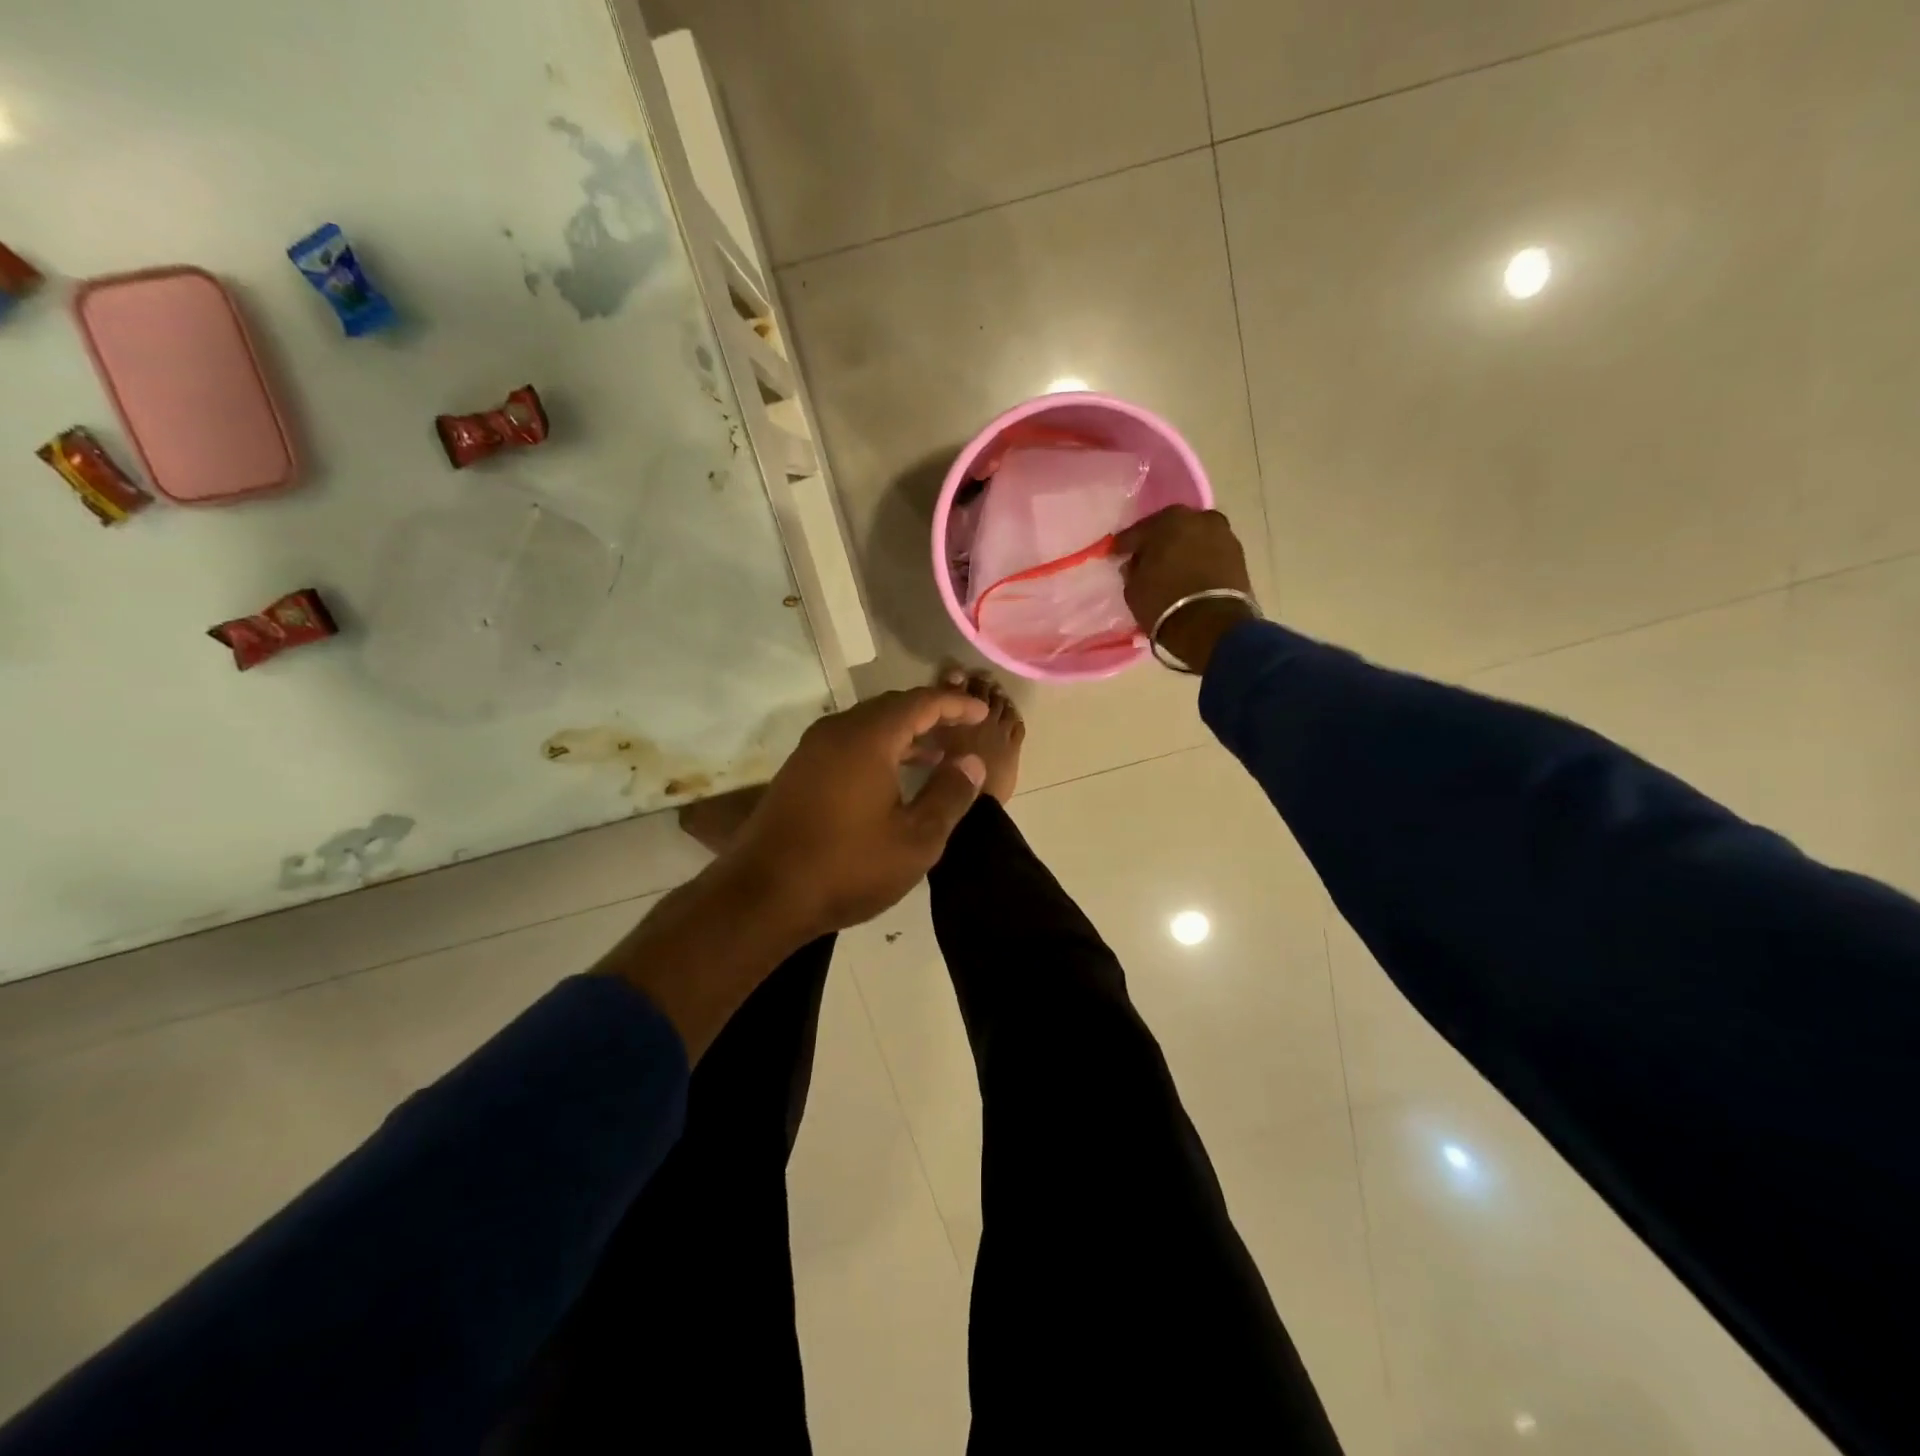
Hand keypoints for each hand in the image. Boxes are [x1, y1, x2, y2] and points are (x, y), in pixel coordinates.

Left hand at [731, 687, 989, 937]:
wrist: (762, 896)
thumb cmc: (847, 867)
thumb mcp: (915, 839)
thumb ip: (949, 795)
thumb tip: (971, 762)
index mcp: (868, 738)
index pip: (921, 702)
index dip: (956, 704)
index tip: (983, 712)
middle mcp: (837, 732)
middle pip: (892, 707)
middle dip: (930, 714)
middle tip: (962, 728)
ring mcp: (812, 751)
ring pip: (868, 726)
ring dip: (904, 734)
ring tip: (936, 756)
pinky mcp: (798, 772)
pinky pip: (848, 744)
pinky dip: (879, 749)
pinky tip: (893, 777)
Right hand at [1115, 506, 1258, 671]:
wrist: (1213, 626)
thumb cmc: (1165, 604)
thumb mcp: (1134, 590)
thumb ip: (1133, 570)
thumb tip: (1136, 564)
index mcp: (1167, 520)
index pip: (1137, 532)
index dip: (1124, 545)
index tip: (1115, 554)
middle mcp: (1197, 518)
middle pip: (1170, 528)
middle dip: (1157, 542)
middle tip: (1146, 558)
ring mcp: (1222, 534)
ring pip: (1193, 538)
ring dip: (1182, 549)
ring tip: (1171, 568)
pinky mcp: (1238, 554)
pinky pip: (1209, 552)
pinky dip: (1199, 560)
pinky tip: (1190, 573)